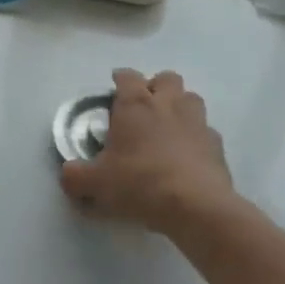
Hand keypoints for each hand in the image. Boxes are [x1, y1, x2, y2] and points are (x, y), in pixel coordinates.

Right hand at [59, 69, 235, 236]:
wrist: (196, 207)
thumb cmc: (140, 183)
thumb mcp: (96, 183)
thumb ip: (75, 176)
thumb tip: (66, 174)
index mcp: (135, 104)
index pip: (127, 75)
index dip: (119, 79)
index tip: (114, 89)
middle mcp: (168, 104)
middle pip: (166, 78)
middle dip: (156, 87)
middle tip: (144, 108)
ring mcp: (197, 122)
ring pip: (191, 98)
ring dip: (180, 107)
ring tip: (169, 128)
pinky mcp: (218, 146)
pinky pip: (207, 132)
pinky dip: (197, 138)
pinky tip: (189, 157)